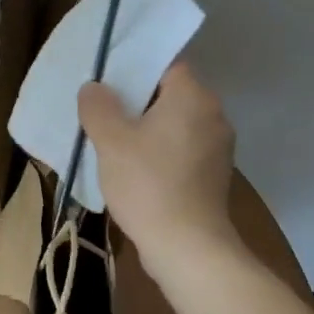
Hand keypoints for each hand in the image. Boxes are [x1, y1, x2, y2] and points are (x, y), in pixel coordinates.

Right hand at [79, 60, 245, 281]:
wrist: (188, 249)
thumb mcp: (111, 140)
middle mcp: (214, 114)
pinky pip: (182, 147)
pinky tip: (134, 167)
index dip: (134, 68)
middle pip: (169, 93)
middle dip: (136, 100)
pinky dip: (160, 150)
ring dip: (147, 128)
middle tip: (102, 110)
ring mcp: (218, 147)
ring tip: (113, 140)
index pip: (165, 64)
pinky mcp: (214, 174)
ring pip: (175, 122)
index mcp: (193, 96)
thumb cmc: (148, 184)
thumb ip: (98, 106)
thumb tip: (95, 88)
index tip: (106, 82)